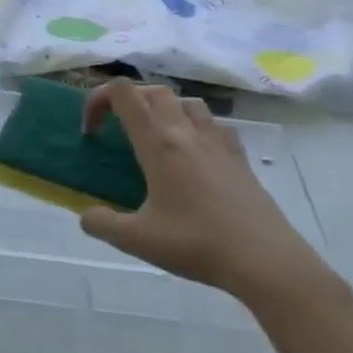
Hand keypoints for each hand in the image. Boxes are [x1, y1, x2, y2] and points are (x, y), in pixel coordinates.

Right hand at [76, 81, 333, 307]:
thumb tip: (86, 215)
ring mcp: (217, 142)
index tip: (91, 131)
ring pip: (186, 102)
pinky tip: (195, 153)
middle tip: (118, 130)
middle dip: (128, 101)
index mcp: (158, 143)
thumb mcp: (137, 240)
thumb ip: (102, 224)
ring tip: (155, 136)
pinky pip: (214, 124)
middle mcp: (186, 132)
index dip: (98, 100)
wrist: (266, 261)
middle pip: (153, 91)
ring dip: (164, 108)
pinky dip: (196, 126)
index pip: (122, 94)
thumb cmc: (197, 244)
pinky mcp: (240, 157)